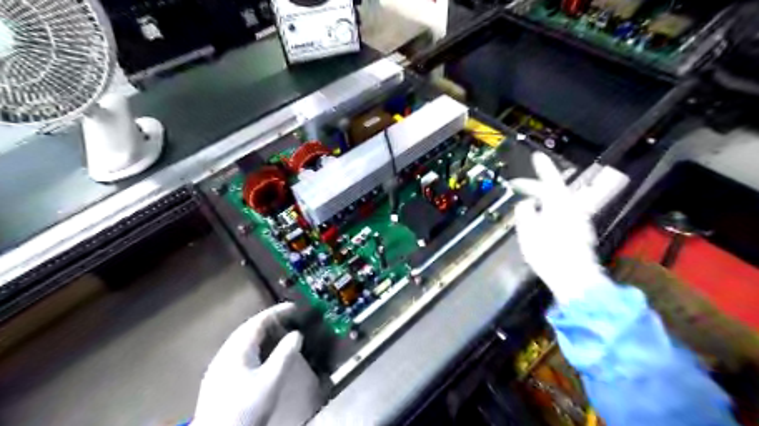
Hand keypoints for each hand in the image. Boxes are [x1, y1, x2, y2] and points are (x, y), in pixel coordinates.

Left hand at [193, 304, 322, 424]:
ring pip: (243, 341)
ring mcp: (219, 366)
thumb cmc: (246, 408)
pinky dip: (256, 347)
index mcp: (237, 349)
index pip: (259, 321)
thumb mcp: (271, 380)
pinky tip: (262, 356)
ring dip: (262, 334)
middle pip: (249, 329)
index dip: (278, 311)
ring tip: (280, 334)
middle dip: (270, 321)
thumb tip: (297, 334)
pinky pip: (240, 352)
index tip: (295, 307)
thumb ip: (285, 354)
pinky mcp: (218, 380)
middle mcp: (226, 353)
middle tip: (290, 319)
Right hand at [510, 151, 608, 304]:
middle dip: (536, 188)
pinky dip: (549, 213)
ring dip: (542, 201)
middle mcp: (573, 210)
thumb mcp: (528, 231)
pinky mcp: (580, 234)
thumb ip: (525, 212)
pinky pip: (562, 215)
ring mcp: (579, 222)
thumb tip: (527, 204)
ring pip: (558, 204)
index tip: (537, 155)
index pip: (551, 180)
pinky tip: (540, 223)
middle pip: (554, 192)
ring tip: (528, 206)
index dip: (543, 168)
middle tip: (519, 186)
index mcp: (560, 206)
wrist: (575, 279)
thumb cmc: (549, 254)